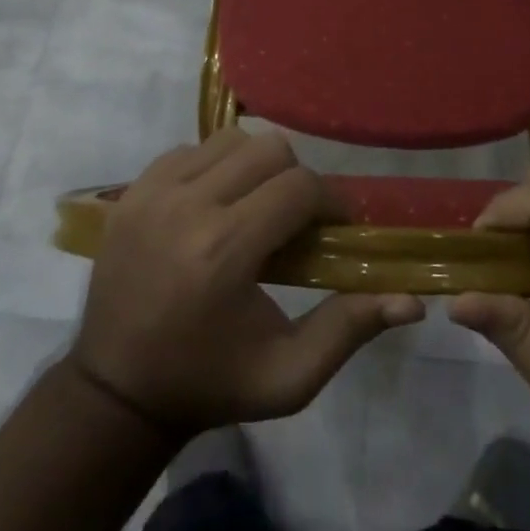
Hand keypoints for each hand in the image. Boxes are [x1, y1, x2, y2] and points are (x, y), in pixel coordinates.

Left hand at [69, 129, 423, 436]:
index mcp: (224, 250)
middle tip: (294, 219)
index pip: (299, 187)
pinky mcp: (130, 191)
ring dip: (254, 167)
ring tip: (254, 208)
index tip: (333, 229)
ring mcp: (151, 193)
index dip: (330, 202)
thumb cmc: (211, 383)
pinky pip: (190, 149)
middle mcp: (186, 207)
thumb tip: (413, 300)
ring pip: (230, 140)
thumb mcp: (289, 377)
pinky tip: (214, 205)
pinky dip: (213, 167)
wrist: (116, 391)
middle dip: (295, 179)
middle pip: (269, 149)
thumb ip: (350, 329)